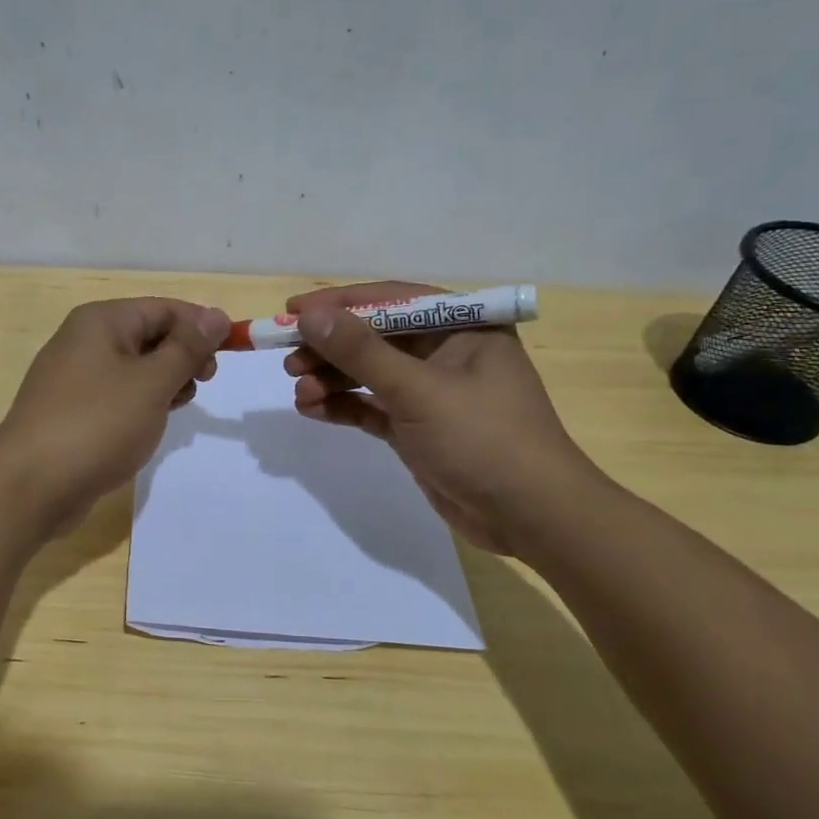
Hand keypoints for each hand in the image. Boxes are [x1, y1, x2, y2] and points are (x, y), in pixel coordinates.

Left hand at [0, 297, 229, 533]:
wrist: (30, 486)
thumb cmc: (97, 425)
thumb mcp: (151, 383)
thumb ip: (187, 348)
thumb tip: (215, 315)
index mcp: (101, 322)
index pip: (163, 308)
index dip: (200, 326)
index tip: (231, 352)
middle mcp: (84, 341)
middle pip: (148, 335)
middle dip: (182, 355)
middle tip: (204, 382)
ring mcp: (74, 378)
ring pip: (135, 368)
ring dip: (164, 381)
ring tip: (178, 405)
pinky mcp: (72, 411)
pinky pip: (117, 395)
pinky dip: (141, 403)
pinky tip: (152, 424)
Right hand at [285, 281, 599, 556]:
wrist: (531, 518)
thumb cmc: (484, 439)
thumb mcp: (418, 391)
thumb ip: (361, 352)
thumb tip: (310, 316)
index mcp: (463, 327)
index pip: (392, 300)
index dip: (340, 303)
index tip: (293, 311)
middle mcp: (446, 353)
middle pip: (375, 338)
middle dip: (330, 347)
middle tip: (288, 357)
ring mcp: (431, 393)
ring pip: (369, 374)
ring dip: (331, 379)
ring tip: (298, 390)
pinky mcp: (418, 428)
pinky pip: (372, 407)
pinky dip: (343, 406)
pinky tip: (311, 409)